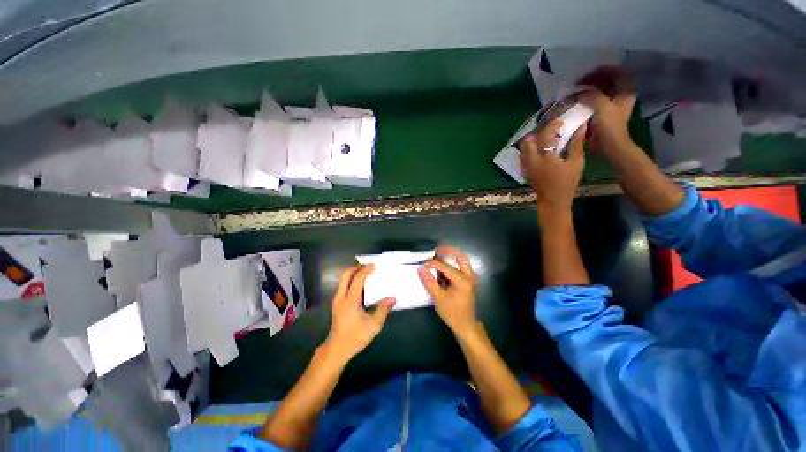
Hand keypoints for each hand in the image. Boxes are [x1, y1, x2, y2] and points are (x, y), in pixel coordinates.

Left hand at [325, 265, 394, 360]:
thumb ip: (383, 309)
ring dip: (353, 273)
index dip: (366, 270)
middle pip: (346, 275)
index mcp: (350, 300)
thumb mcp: (373, 325)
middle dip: (356, 267)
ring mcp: (337, 300)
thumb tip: (393, 297)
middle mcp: (341, 297)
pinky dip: (351, 280)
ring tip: (365, 272)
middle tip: (368, 266)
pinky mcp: (337, 304)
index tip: (374, 265)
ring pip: (343, 280)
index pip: (357, 278)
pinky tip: (360, 284)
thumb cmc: (355, 337)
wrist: (337, 349)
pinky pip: (343, 286)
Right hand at [418, 246, 478, 335]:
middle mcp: (469, 275)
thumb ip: (430, 283)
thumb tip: (421, 269)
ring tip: (437, 256)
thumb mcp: (439, 298)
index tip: (423, 264)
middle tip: (435, 251)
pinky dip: (452, 262)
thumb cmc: (452, 313)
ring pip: (462, 259)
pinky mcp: (469, 279)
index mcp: (463, 280)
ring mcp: (471, 277)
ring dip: (450, 256)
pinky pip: (461, 265)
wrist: (466, 324)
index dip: (433, 263)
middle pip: (460, 255)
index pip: (445, 266)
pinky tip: (442, 266)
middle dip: (447, 251)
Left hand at [519, 119, 585, 210]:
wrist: (553, 200)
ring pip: (523, 149)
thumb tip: (581, 127)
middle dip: (538, 134)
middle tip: (550, 132)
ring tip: (544, 141)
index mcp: (545, 157)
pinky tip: (539, 152)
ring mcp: (526, 166)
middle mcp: (532, 160)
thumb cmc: (567, 182)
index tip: (560, 121)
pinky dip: (529, 150)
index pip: (546, 135)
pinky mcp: (524, 171)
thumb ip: (577, 144)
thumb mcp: (576, 163)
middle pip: (528, 141)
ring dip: (532, 142)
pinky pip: (523, 157)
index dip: (553, 126)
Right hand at [577, 66, 636, 152]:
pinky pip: (597, 100)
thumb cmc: (609, 126)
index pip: (616, 72)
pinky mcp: (606, 113)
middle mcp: (622, 94)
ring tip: (577, 93)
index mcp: (626, 90)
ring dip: (590, 90)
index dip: (601, 71)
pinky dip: (588, 99)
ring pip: (602, 90)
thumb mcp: (601, 106)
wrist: (610, 145)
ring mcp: (614, 104)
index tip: (586, 76)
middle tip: (579, 85)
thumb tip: (577, 92)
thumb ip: (590, 94)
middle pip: (608, 80)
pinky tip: (578, 102)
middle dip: (594, 80)